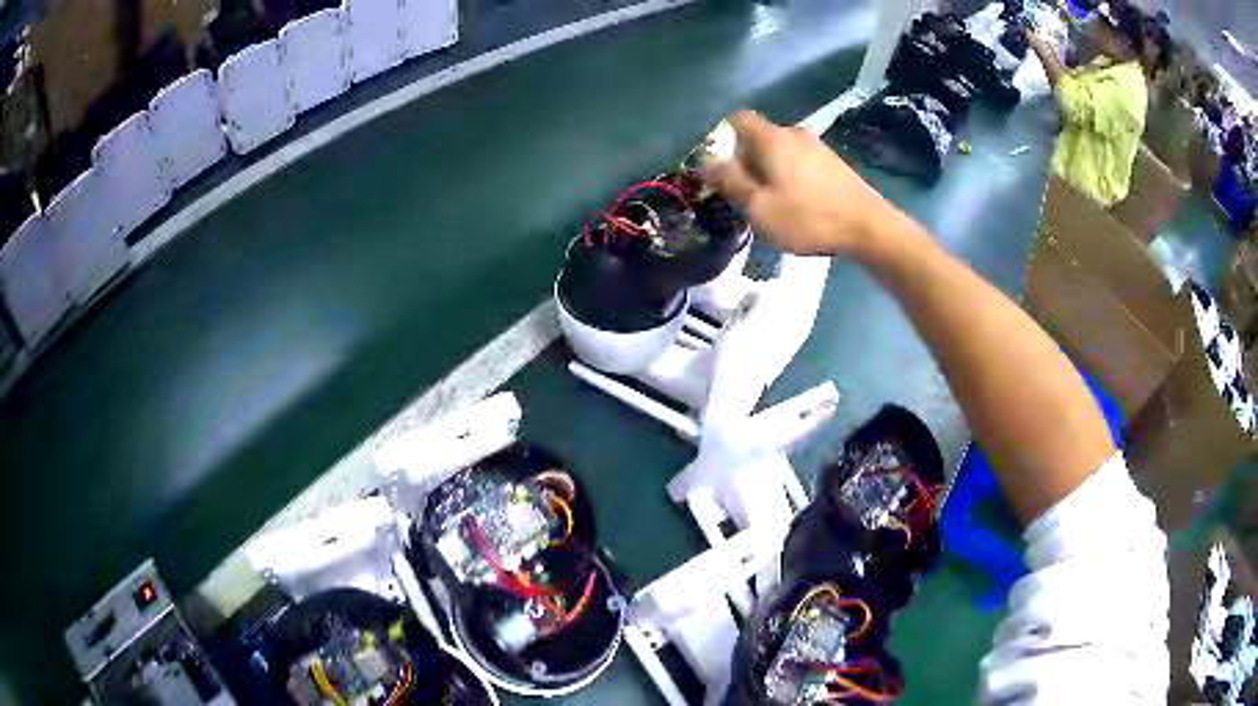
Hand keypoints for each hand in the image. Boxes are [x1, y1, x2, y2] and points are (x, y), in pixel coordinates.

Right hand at [698, 110, 902, 257]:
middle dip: (745, 160)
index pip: (737, 119)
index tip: (720, 167)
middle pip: (758, 137)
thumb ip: (730, 182)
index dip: (722, 137)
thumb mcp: (760, 207)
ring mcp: (818, 147)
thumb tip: (704, 162)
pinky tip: (797, 204)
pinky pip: (799, 162)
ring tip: (771, 203)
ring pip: (780, 152)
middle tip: (744, 195)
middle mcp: (794, 134)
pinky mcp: (834, 163)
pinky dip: (790, 176)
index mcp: (772, 138)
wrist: (870, 228)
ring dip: (769, 171)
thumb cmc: (809, 218)